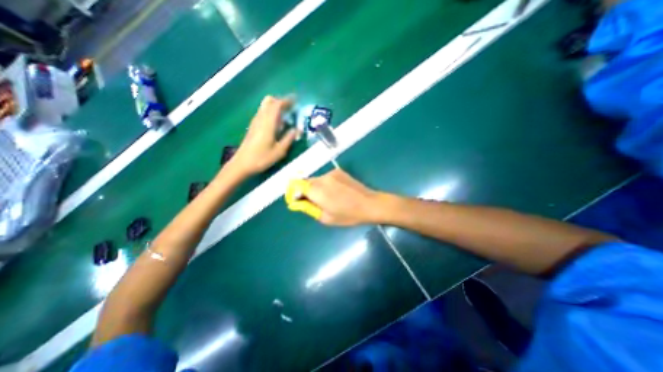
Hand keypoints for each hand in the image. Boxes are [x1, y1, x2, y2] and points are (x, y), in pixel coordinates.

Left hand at [229, 96, 299, 176]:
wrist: (242, 164)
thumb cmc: (261, 158)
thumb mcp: (279, 151)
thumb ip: (288, 139)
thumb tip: (297, 129)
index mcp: (268, 123)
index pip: (277, 104)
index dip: (287, 100)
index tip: (296, 100)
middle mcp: (260, 118)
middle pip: (269, 101)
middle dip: (281, 101)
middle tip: (291, 107)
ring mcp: (255, 122)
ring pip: (265, 106)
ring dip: (276, 106)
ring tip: (286, 114)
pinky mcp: (253, 126)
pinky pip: (263, 112)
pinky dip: (271, 112)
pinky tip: (277, 123)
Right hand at [302, 169, 380, 225]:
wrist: (370, 204)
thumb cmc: (348, 215)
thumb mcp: (326, 218)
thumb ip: (309, 208)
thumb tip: (297, 203)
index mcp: (318, 191)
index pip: (297, 186)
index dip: (295, 192)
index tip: (298, 201)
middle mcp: (322, 178)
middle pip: (306, 182)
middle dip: (306, 191)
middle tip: (313, 202)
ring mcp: (331, 173)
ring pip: (316, 179)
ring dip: (316, 187)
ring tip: (327, 198)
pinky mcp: (339, 171)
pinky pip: (325, 177)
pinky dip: (325, 184)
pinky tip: (335, 192)